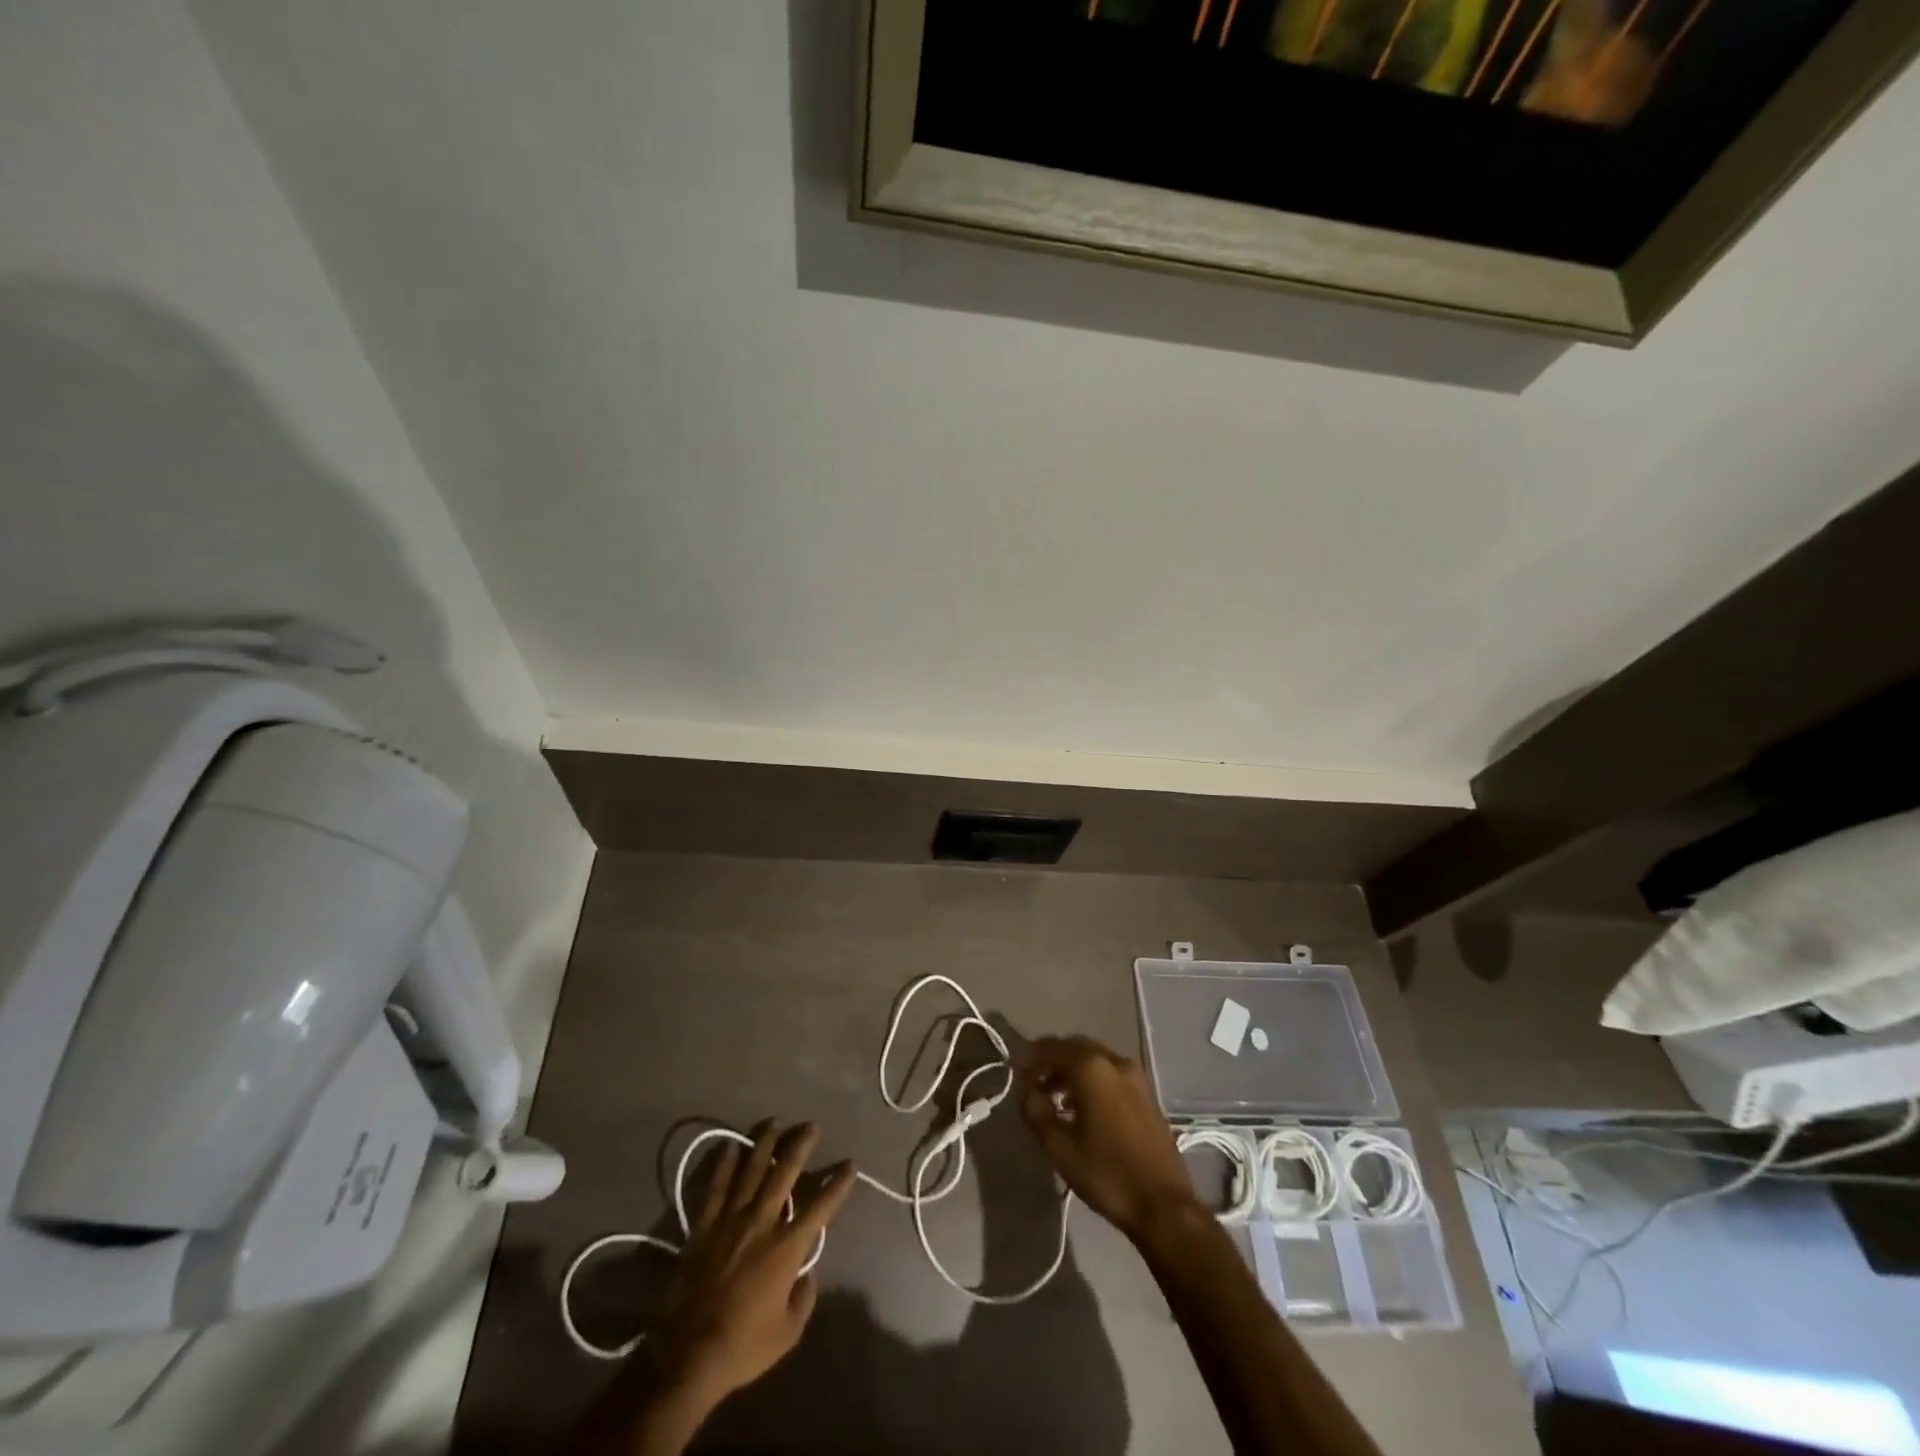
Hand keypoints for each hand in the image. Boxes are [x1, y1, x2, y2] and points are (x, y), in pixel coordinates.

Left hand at [656, 1123, 855, 1410]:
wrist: (687, 1356)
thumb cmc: (742, 1347)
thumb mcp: (788, 1333)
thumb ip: (804, 1298)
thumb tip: (806, 1273)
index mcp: (787, 1247)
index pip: (821, 1206)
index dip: (838, 1184)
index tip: (850, 1164)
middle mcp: (762, 1222)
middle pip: (785, 1173)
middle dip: (801, 1145)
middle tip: (811, 1125)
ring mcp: (731, 1220)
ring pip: (752, 1170)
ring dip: (765, 1144)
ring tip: (775, 1123)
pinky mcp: (704, 1226)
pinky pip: (717, 1186)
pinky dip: (725, 1164)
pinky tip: (731, 1145)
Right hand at [1019, 1036, 1199, 1239]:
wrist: (1164, 1205)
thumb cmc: (1107, 1174)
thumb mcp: (1060, 1148)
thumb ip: (1035, 1113)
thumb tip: (1027, 1092)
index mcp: (1091, 1068)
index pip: (1051, 1048)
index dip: (1030, 1058)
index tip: (1016, 1075)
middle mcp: (1114, 1061)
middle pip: (1074, 1047)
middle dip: (1051, 1061)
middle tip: (1034, 1085)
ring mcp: (1135, 1076)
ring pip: (1093, 1059)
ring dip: (1071, 1071)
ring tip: (1054, 1100)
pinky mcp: (1146, 1093)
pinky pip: (1110, 1073)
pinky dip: (1091, 1080)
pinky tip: (1082, 1108)